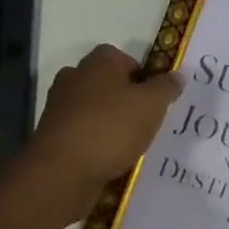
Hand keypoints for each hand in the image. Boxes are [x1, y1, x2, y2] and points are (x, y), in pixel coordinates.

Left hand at [19, 45, 183, 221]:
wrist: (63, 171)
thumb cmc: (111, 128)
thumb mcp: (151, 105)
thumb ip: (166, 88)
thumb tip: (176, 76)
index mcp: (97, 63)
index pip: (121, 56)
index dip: (139, 73)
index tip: (153, 96)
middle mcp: (74, 78)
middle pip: (105, 82)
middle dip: (123, 97)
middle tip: (144, 119)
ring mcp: (59, 107)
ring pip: (92, 108)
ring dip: (108, 120)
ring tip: (129, 143)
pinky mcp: (52, 135)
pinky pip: (81, 131)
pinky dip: (94, 140)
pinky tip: (109, 158)